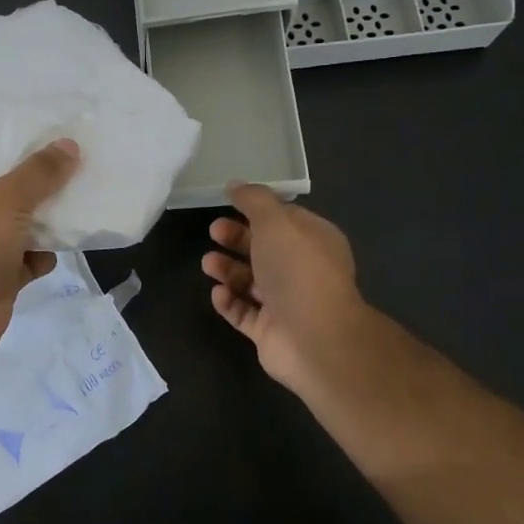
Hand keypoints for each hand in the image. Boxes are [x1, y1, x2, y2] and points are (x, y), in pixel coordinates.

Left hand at [0, 141, 80, 359]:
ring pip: (19, 224)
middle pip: (5, 188)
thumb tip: (69, 145)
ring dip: (45, 220)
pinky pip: (26, 258)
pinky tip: (63, 248)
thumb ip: (39, 173)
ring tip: (79, 200)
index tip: (47, 130)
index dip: (11, 140)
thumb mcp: (7, 199)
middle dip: (38, 182)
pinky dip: (42, 255)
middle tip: (75, 162)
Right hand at [201, 183, 372, 409]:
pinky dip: (229, 301)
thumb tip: (236, 185)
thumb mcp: (276, 222)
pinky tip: (218, 293)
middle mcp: (303, 271)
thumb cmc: (298, 271)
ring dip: (227, 270)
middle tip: (213, 232)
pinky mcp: (270, 332)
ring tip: (208, 264)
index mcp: (314, 241)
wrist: (315, 339)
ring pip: (251, 281)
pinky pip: (243, 312)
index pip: (284, 219)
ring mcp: (287, 304)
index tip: (228, 203)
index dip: (256, 210)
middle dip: (236, 239)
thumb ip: (254, 200)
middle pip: (264, 249)